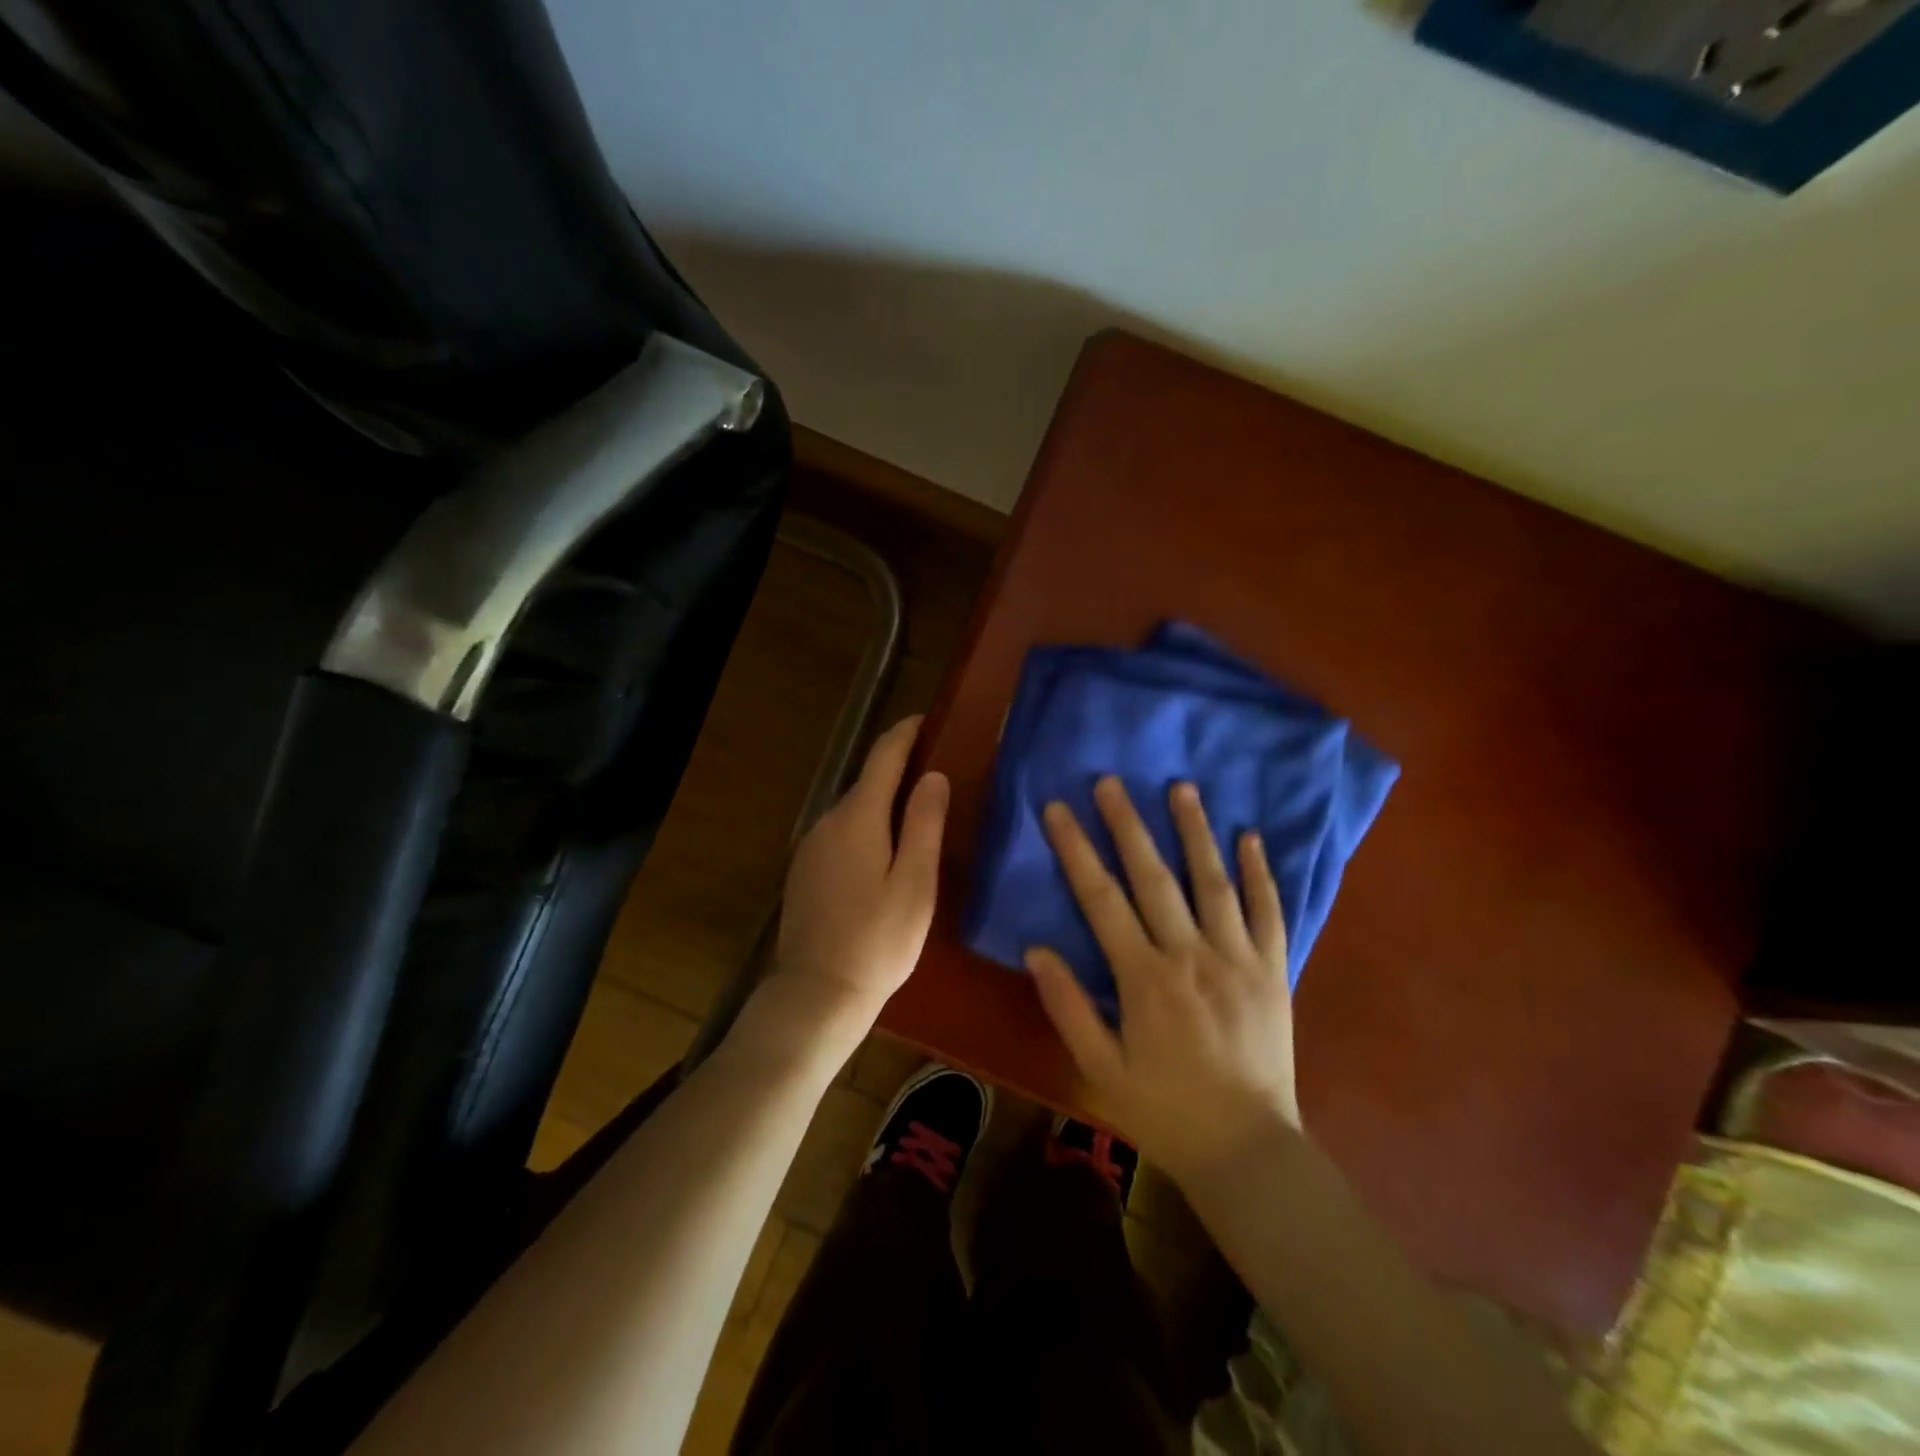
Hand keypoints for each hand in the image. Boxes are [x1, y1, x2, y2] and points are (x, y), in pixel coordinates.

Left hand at [754, 716, 948, 1055]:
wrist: (817, 994)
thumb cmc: (878, 940)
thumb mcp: (914, 883)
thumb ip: (924, 824)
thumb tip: (933, 775)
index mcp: (857, 817)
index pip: (882, 757)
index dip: (905, 733)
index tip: (927, 719)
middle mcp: (827, 822)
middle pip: (866, 782)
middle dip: (898, 769)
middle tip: (937, 772)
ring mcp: (811, 847)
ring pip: (853, 810)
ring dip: (883, 801)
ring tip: (918, 811)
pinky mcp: (805, 872)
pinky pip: (841, 833)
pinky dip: (866, 827)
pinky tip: (885, 851)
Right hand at [1027, 776, 1299, 1182]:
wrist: (1249, 1151)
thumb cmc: (1165, 1111)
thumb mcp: (1100, 1070)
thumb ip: (1068, 1006)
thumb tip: (1036, 949)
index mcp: (1145, 979)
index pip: (1101, 899)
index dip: (1077, 850)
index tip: (1059, 809)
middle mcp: (1191, 955)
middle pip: (1154, 877)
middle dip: (1128, 824)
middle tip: (1111, 780)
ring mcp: (1238, 959)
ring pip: (1214, 882)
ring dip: (1196, 831)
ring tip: (1182, 787)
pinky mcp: (1274, 971)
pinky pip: (1269, 913)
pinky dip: (1261, 873)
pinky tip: (1251, 837)